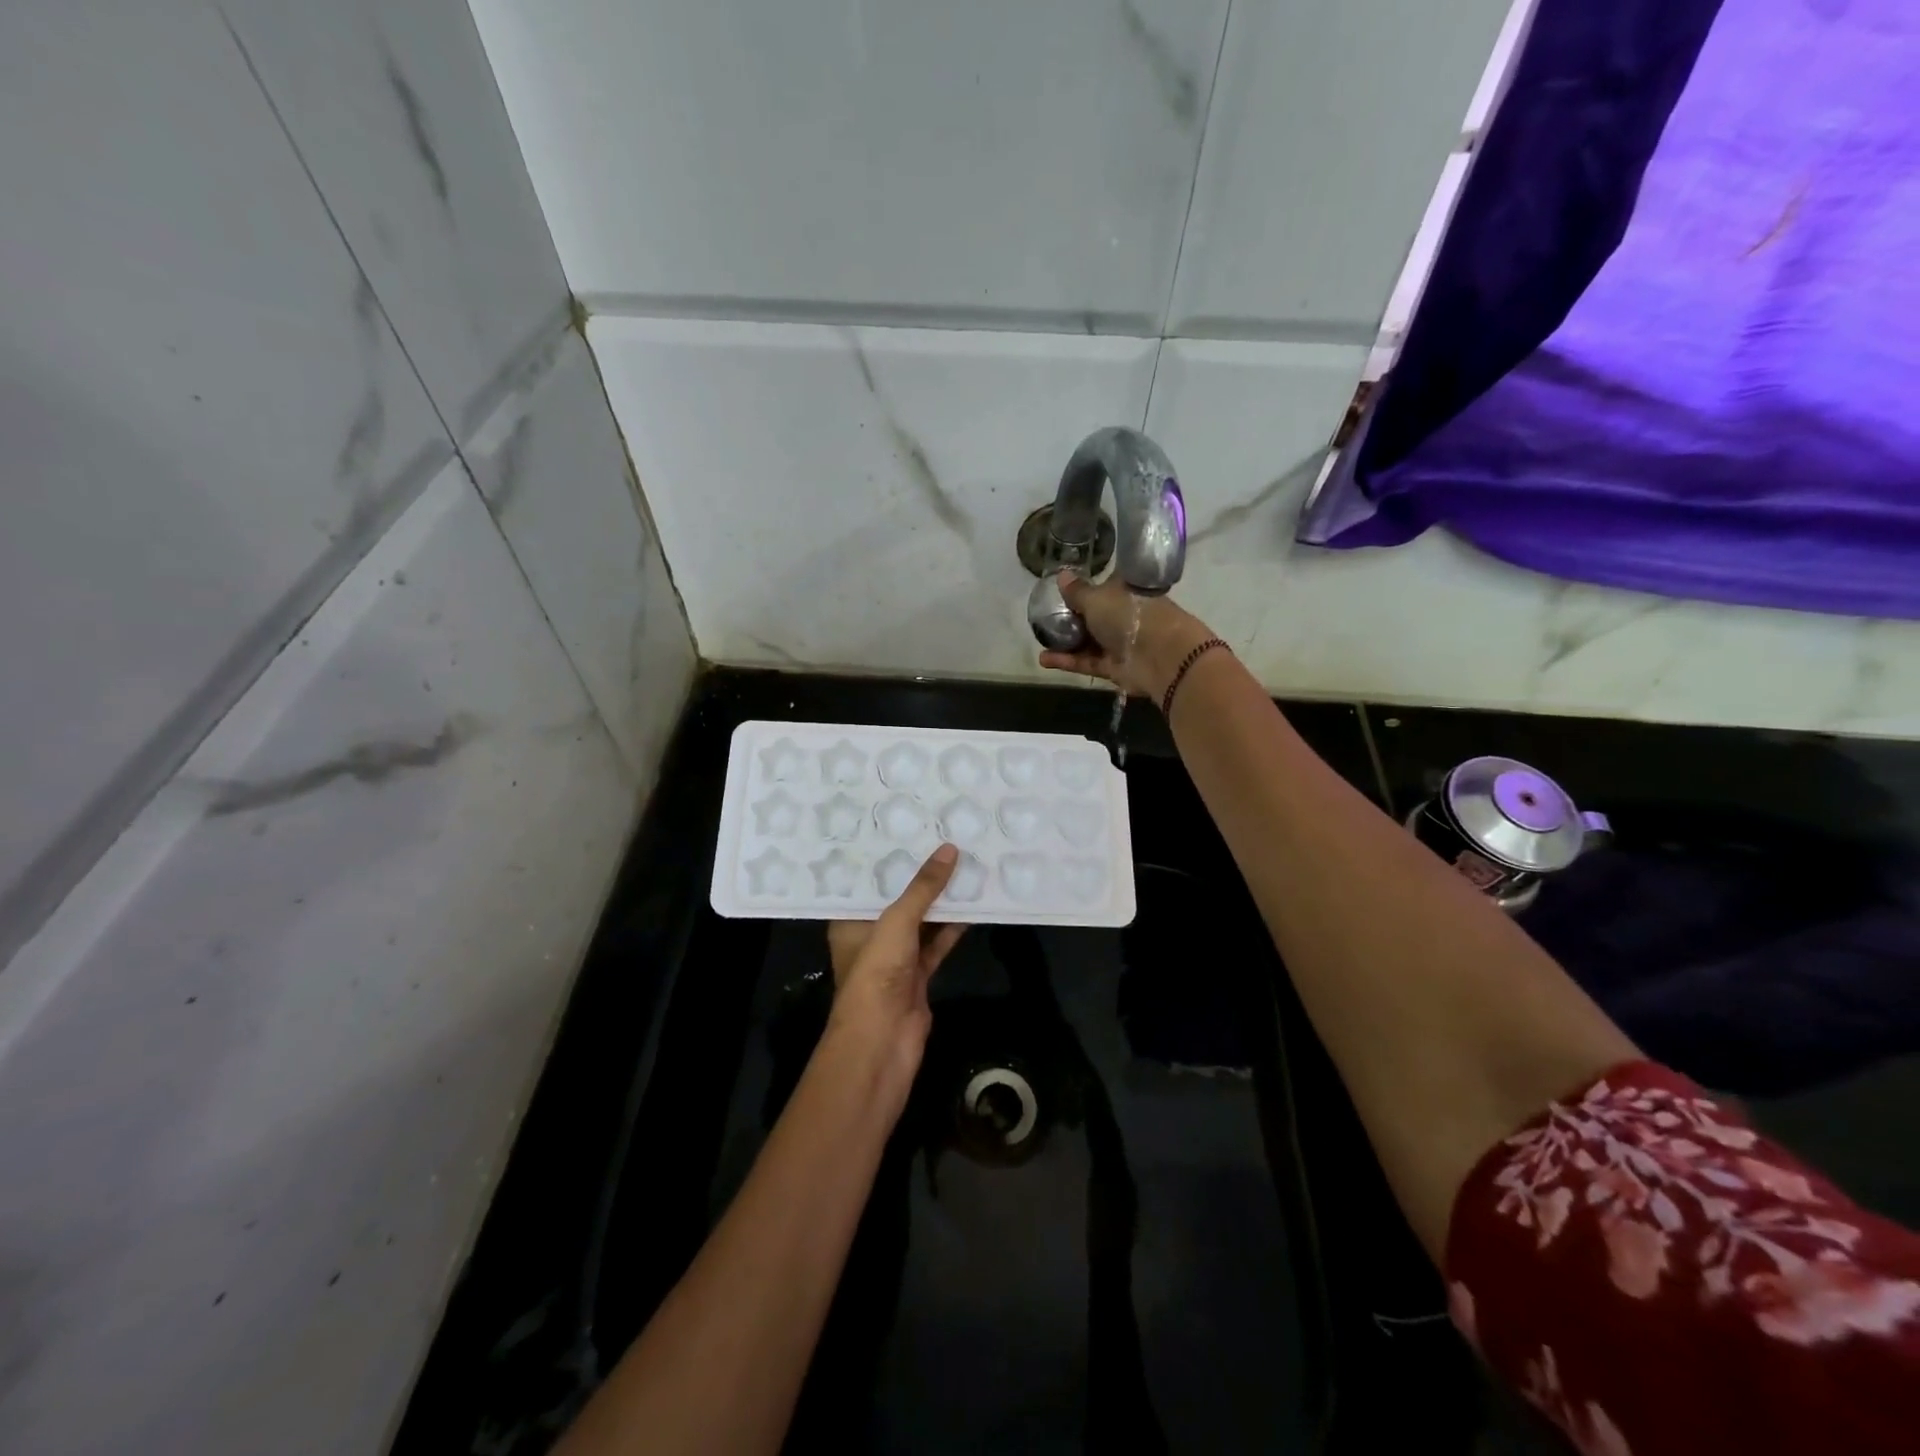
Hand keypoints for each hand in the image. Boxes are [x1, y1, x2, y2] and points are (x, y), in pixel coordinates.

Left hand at [826, 844, 967, 1072]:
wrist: (882, 1042)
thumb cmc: (876, 973)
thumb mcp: (897, 921)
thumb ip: (924, 887)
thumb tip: (949, 849)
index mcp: (850, 920)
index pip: (867, 881)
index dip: (887, 857)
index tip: (908, 827)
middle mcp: (870, 934)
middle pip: (898, 898)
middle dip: (920, 875)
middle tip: (944, 838)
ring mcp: (895, 957)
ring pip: (921, 920)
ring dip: (941, 900)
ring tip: (965, 862)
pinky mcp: (918, 974)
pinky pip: (937, 942)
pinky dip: (953, 927)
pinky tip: (974, 903)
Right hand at [1036, 571, 1213, 699]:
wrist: (1160, 656)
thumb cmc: (1129, 615)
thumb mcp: (1096, 598)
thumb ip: (1077, 591)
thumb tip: (1062, 574)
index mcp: (1126, 590)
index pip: (1105, 586)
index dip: (1086, 587)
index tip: (1063, 591)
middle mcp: (1124, 615)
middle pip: (1095, 616)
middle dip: (1072, 618)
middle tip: (1044, 618)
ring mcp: (1120, 643)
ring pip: (1088, 641)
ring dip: (1065, 642)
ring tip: (1039, 640)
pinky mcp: (1114, 667)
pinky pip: (1087, 662)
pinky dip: (1067, 660)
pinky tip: (1043, 659)